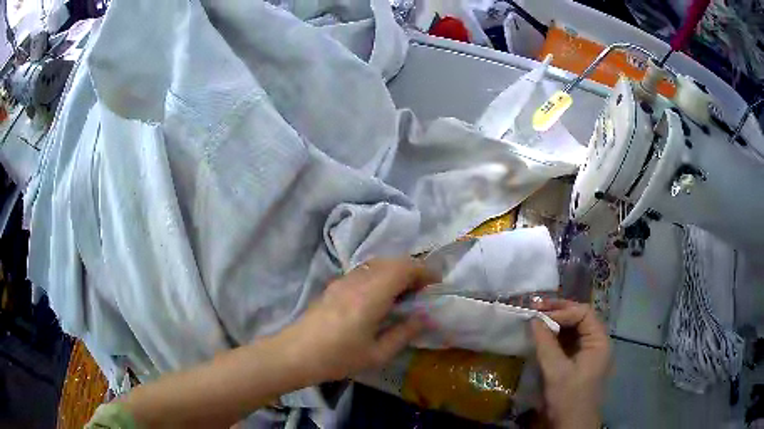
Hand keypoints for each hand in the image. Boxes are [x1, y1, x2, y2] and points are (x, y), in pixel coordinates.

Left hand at [284, 257, 438, 381]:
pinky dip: (380, 275)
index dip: (424, 271)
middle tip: (423, 290)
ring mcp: (343, 280)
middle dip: (412, 269)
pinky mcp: (334, 285)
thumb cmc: (337, 358)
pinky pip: (364, 271)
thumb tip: (424, 318)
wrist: (295, 354)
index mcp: (371, 295)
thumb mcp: (377, 354)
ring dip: (395, 271)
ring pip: (377, 263)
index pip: (403, 268)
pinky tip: (380, 297)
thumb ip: (403, 333)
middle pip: (391, 261)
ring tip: (405, 293)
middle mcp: (358, 280)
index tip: (437, 283)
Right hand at [531, 300, 610, 428]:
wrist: (571, 426)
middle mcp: (596, 343)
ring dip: (555, 323)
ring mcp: (587, 353)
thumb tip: (533, 318)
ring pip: (573, 330)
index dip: (562, 311)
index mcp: (599, 342)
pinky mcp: (578, 362)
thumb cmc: (568, 398)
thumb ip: (546, 343)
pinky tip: (542, 336)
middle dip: (558, 312)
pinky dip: (555, 337)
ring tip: (536, 318)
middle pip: (580, 318)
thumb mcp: (556, 371)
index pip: (583, 314)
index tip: (539, 315)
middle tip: (535, 308)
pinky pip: (568, 342)